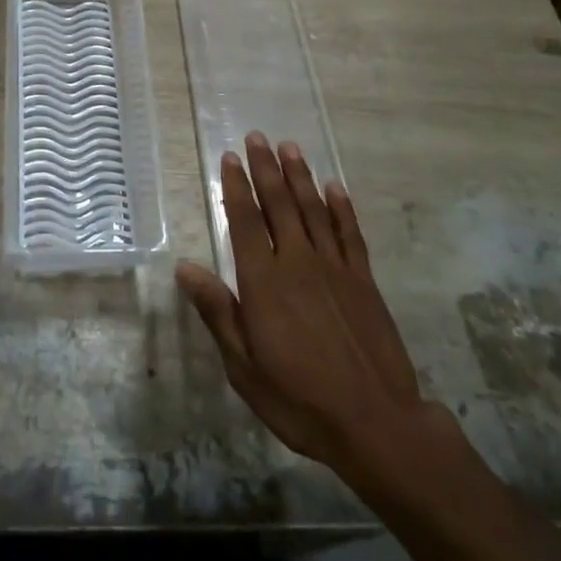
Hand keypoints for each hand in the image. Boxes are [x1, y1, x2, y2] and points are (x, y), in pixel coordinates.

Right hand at [177, 133, 427, 471]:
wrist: (375, 424)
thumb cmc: (299, 400)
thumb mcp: (244, 366)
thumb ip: (218, 311)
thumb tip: (184, 266)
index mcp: (264, 282)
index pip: (245, 221)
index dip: (236, 187)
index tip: (229, 157)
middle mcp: (297, 262)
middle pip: (279, 204)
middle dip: (265, 168)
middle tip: (256, 137)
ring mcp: (334, 268)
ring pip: (313, 209)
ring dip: (300, 176)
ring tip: (289, 147)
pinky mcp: (363, 280)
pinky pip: (350, 233)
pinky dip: (341, 207)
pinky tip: (334, 187)